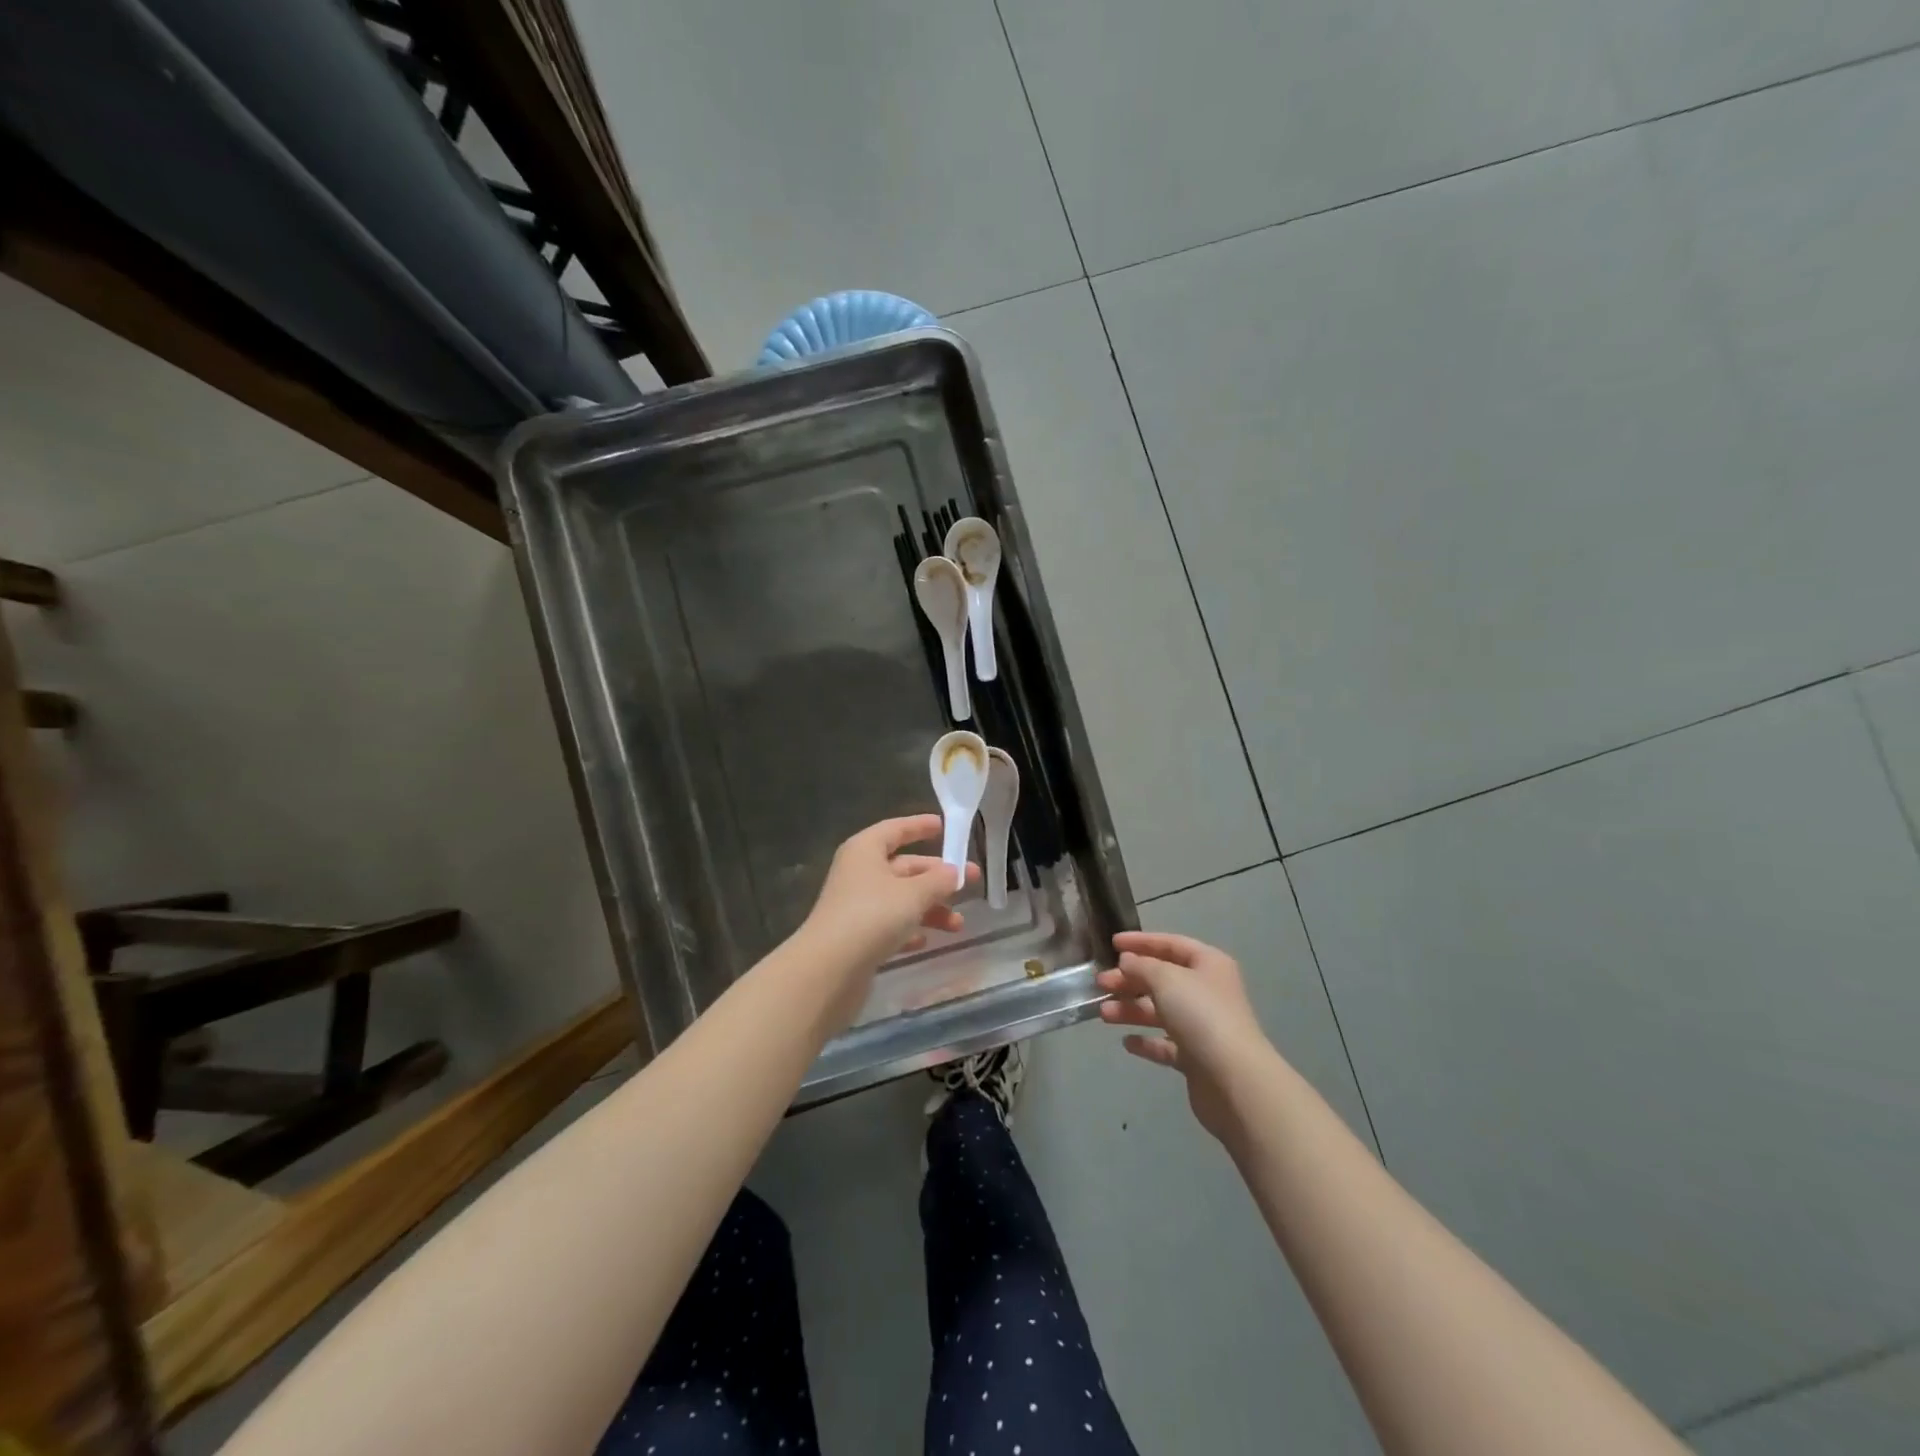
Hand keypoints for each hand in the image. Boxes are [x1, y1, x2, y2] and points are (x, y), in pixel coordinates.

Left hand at [797, 815, 977, 1009]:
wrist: (829, 970)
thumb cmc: (872, 917)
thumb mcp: (913, 894)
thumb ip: (938, 880)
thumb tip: (954, 871)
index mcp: (865, 851)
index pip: (895, 830)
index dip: (919, 826)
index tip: (944, 826)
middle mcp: (859, 873)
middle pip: (903, 867)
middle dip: (937, 877)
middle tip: (971, 882)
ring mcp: (856, 906)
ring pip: (900, 899)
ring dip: (930, 908)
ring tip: (957, 925)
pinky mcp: (856, 937)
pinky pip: (890, 925)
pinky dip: (909, 929)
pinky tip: (925, 941)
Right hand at [1097, 931, 1274, 1142]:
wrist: (1233, 1080)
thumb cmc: (1201, 1015)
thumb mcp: (1166, 979)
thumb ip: (1142, 966)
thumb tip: (1127, 961)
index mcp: (1208, 964)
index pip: (1171, 944)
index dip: (1141, 942)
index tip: (1112, 944)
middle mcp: (1207, 991)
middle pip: (1162, 979)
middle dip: (1130, 980)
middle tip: (1101, 984)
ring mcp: (1203, 1026)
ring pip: (1160, 1011)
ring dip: (1131, 1010)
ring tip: (1104, 1014)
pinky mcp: (1196, 1057)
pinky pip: (1165, 1044)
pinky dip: (1146, 1041)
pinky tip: (1127, 1043)